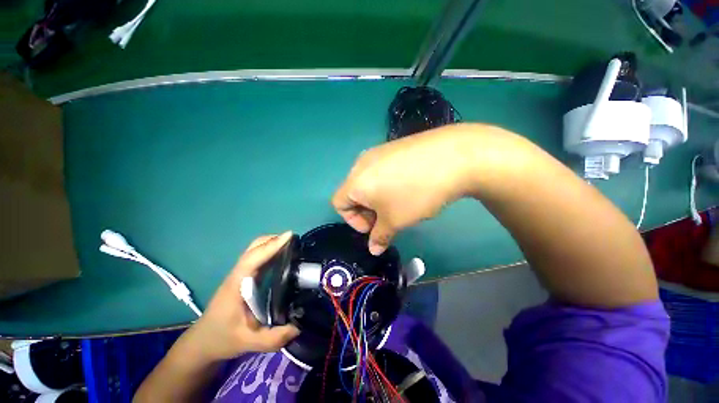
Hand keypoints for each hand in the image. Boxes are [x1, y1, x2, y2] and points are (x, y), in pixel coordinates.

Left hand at [180, 232, 299, 362]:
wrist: (202, 342)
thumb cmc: (221, 339)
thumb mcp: (247, 342)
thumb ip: (272, 338)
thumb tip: (299, 327)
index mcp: (236, 284)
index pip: (253, 258)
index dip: (271, 245)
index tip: (289, 236)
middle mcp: (238, 275)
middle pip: (253, 247)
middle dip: (274, 240)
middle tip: (295, 241)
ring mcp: (240, 275)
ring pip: (255, 251)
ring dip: (273, 244)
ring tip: (293, 247)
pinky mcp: (244, 278)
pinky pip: (258, 259)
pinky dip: (270, 252)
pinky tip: (283, 259)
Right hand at [332, 124, 483, 254]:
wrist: (452, 157)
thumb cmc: (415, 194)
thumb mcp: (395, 221)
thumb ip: (380, 236)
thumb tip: (374, 249)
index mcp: (355, 181)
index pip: (339, 204)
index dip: (353, 221)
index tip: (375, 227)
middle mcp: (361, 163)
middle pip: (354, 192)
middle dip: (367, 211)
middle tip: (388, 219)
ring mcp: (379, 152)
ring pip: (369, 181)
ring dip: (378, 198)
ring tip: (400, 203)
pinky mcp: (395, 146)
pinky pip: (383, 170)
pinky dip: (388, 183)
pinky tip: (410, 186)